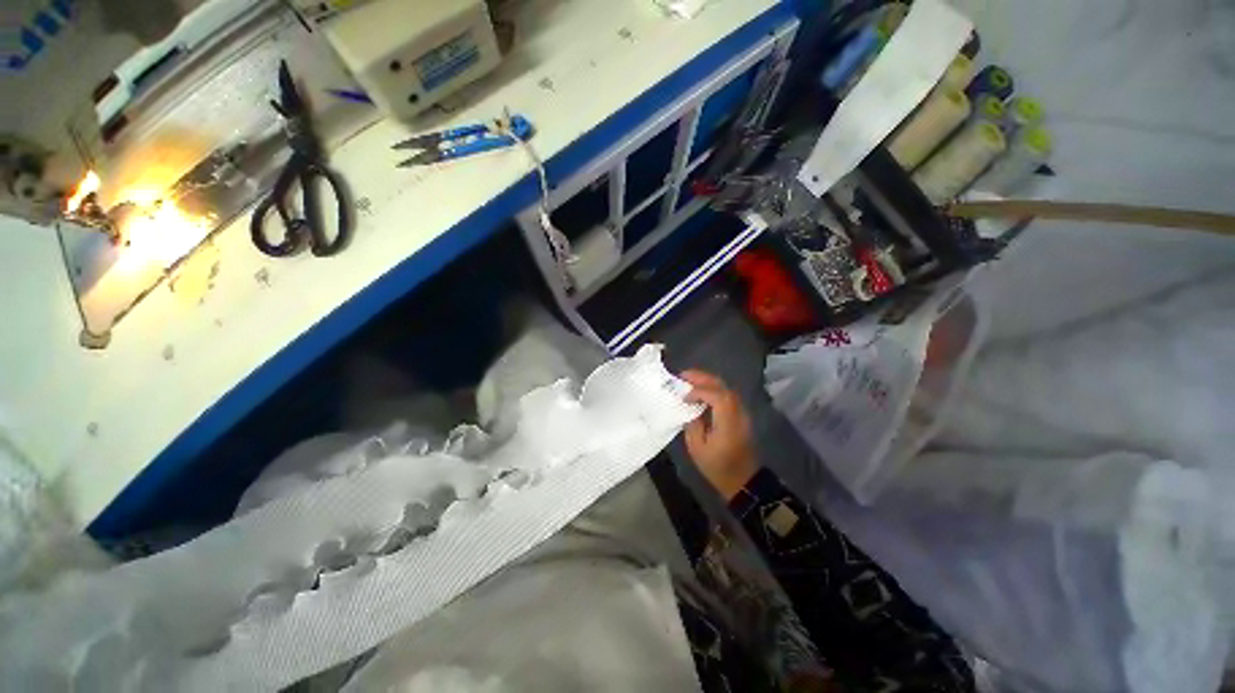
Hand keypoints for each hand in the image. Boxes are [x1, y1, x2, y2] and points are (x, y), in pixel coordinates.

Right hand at [680, 370, 758, 499]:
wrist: (743, 480)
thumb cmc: (718, 467)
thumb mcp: (697, 448)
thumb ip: (693, 424)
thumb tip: (690, 407)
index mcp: (728, 422)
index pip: (716, 396)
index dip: (698, 391)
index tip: (683, 397)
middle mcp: (737, 412)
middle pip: (722, 386)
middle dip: (702, 377)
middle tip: (682, 375)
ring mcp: (741, 412)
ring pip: (725, 388)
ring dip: (707, 381)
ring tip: (688, 380)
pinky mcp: (740, 415)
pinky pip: (726, 395)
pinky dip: (712, 389)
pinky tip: (700, 392)